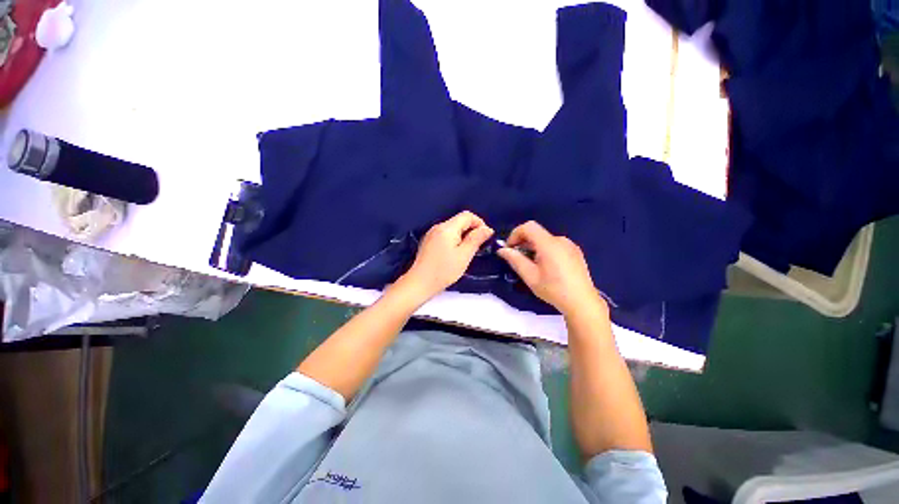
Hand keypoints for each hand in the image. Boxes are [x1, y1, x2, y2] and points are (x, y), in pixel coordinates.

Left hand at [398, 211, 493, 301]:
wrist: (420, 283)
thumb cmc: (443, 271)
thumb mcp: (464, 255)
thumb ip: (476, 239)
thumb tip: (487, 229)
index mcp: (447, 228)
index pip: (467, 215)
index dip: (479, 223)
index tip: (485, 237)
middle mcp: (438, 227)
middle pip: (460, 221)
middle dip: (472, 230)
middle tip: (478, 247)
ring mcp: (432, 234)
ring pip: (453, 228)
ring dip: (464, 236)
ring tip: (468, 252)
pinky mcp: (429, 241)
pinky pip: (446, 235)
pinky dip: (454, 240)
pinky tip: (455, 253)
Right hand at [497, 221, 605, 316]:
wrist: (582, 303)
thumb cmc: (554, 290)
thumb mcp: (530, 276)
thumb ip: (515, 260)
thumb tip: (502, 250)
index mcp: (549, 244)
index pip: (528, 227)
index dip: (515, 234)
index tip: (509, 249)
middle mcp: (561, 240)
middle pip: (537, 233)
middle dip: (523, 243)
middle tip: (517, 259)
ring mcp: (570, 245)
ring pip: (545, 240)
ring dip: (533, 248)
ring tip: (532, 266)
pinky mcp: (575, 252)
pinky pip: (555, 245)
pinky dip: (544, 250)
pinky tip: (546, 267)